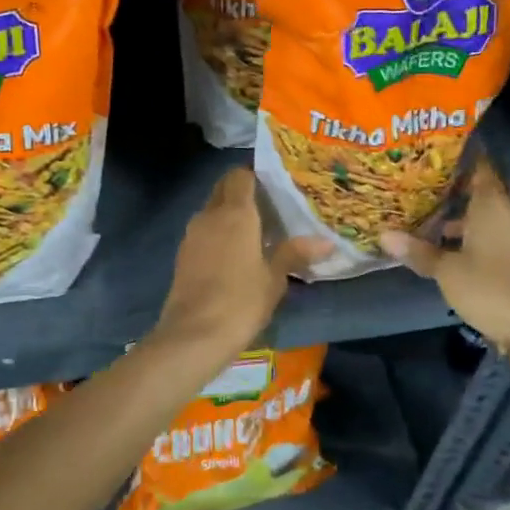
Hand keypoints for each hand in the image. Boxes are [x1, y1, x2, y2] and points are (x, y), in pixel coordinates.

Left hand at [150, 168, 331, 357]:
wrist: (193, 335)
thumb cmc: (241, 302)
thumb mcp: (274, 279)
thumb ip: (295, 254)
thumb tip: (326, 242)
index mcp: (236, 213)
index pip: (241, 175)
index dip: (255, 174)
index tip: (274, 183)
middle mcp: (210, 215)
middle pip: (224, 188)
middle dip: (242, 191)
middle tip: (269, 205)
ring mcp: (192, 234)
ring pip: (212, 210)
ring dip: (229, 213)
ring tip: (256, 229)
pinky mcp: (183, 254)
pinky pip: (203, 230)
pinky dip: (218, 232)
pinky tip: (235, 252)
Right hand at [380, 159, 509, 345]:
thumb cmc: (489, 287)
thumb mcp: (447, 270)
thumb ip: (418, 251)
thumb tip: (383, 235)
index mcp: (491, 204)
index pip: (480, 166)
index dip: (461, 156)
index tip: (437, 150)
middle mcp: (506, 212)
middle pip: (483, 188)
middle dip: (458, 184)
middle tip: (426, 179)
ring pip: (485, 212)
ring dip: (462, 211)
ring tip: (428, 211)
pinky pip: (490, 231)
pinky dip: (470, 231)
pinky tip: (447, 243)